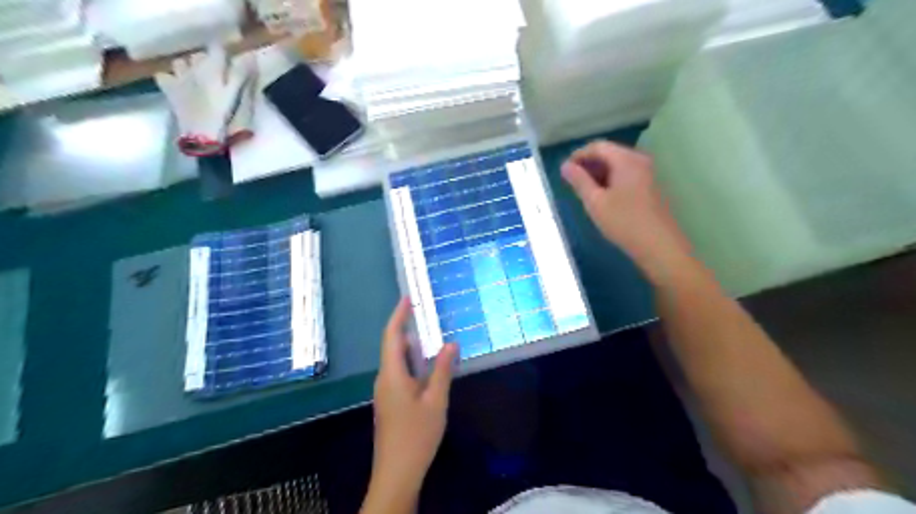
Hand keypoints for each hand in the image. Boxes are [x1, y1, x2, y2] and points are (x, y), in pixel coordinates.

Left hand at [369, 300, 457, 502]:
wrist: (397, 472)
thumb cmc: (417, 435)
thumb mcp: (436, 401)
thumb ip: (442, 370)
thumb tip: (450, 343)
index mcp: (392, 374)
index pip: (392, 336)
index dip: (399, 315)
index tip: (407, 298)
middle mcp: (384, 378)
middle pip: (393, 346)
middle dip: (406, 328)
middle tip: (424, 313)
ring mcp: (385, 391)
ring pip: (396, 361)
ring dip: (411, 346)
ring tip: (429, 335)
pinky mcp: (390, 402)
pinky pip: (399, 373)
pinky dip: (412, 362)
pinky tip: (426, 366)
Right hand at [558, 140, 694, 281]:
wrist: (659, 246)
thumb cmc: (624, 221)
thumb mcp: (595, 201)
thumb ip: (579, 181)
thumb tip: (565, 166)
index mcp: (626, 159)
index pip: (597, 146)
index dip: (578, 155)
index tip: (564, 171)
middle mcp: (639, 160)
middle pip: (609, 153)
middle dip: (588, 165)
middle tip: (571, 183)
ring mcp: (647, 173)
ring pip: (617, 165)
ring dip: (598, 174)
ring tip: (584, 192)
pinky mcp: (650, 187)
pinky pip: (625, 175)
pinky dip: (610, 181)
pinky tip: (602, 198)